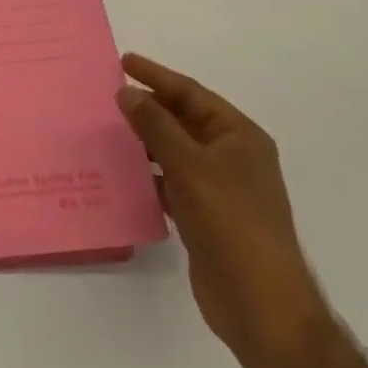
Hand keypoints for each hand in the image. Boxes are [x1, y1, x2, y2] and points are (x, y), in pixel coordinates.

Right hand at [117, 52, 328, 367]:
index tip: (122, 62)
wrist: (261, 305)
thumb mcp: (190, 166)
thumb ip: (156, 125)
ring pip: (174, 152)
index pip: (192, 94)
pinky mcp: (205, 216)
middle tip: (106, 96)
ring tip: (105, 130)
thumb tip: (127, 93)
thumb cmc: (231, 224)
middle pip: (183, 120)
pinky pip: (170, 182)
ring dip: (143, 141)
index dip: (156, 76)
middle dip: (147, 108)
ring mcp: (219, 189)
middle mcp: (232, 157)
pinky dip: (147, 174)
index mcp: (239, 137)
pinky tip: (121, 174)